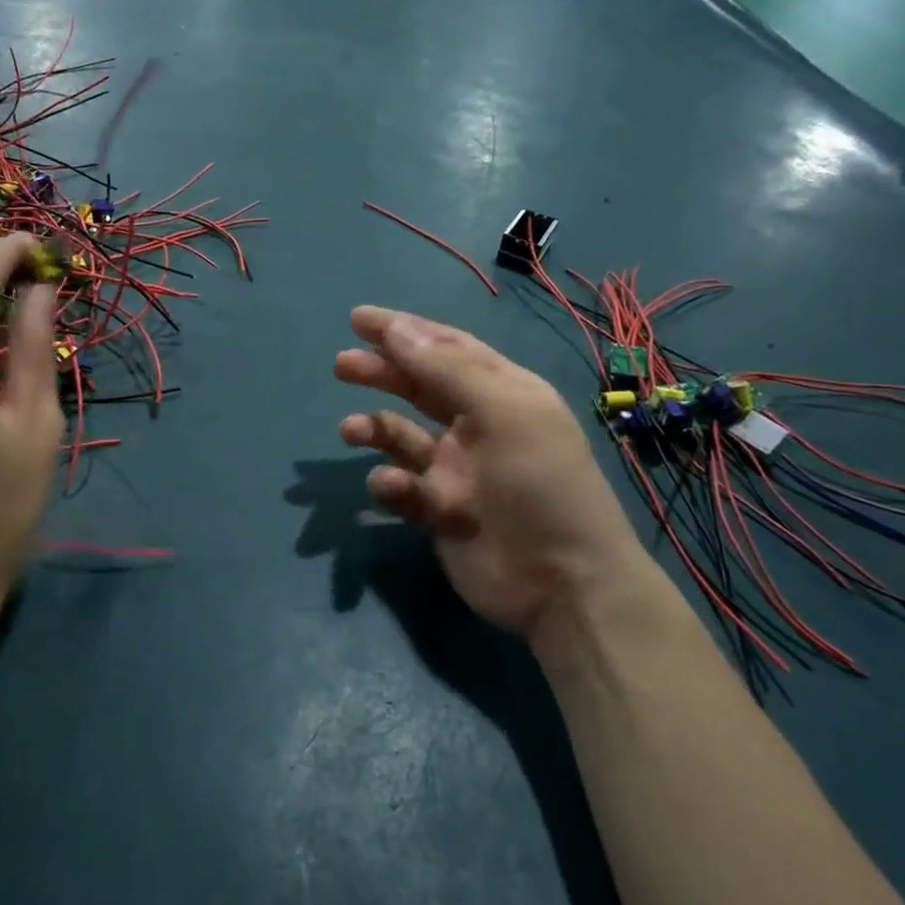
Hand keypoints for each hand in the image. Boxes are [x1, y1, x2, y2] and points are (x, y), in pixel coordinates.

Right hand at [335, 306, 649, 642]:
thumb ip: (447, 369)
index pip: (447, 348)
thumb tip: (397, 328)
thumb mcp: (503, 412)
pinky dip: (390, 484)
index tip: (359, 320)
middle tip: (341, 366)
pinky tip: (393, 489)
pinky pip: (403, 488)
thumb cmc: (540, 483)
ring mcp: (457, 470)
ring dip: (375, 428)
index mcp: (502, 393)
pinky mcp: (439, 511)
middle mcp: (478, 425)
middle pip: (419, 387)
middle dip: (381, 372)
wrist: (563, 584)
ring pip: (402, 437)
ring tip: (350, 431)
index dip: (405, 330)